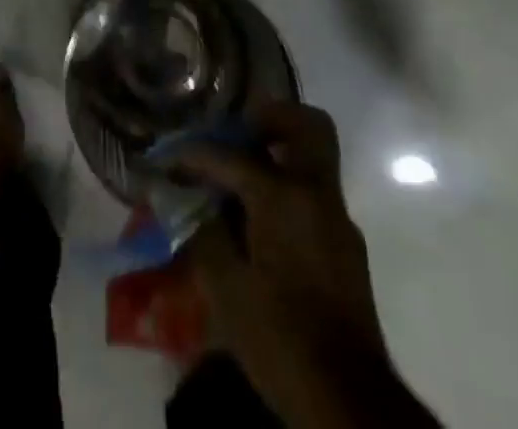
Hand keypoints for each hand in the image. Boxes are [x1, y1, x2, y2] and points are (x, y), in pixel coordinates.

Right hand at [177, 102, 437, 428]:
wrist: (348, 400)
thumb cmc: (280, 336)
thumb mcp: (225, 286)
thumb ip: (204, 229)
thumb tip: (187, 198)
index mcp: (284, 196)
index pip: (230, 155)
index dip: (194, 154)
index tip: (169, 157)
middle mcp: (318, 194)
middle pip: (306, 125)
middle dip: (269, 117)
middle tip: (235, 131)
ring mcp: (338, 220)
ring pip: (311, 159)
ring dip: (278, 154)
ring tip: (238, 177)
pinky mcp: (347, 248)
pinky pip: (313, 195)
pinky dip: (286, 190)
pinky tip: (258, 220)